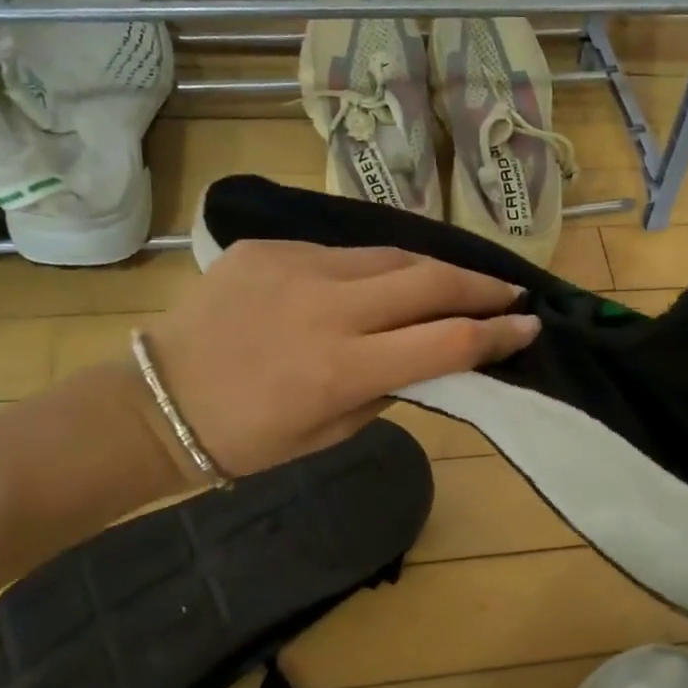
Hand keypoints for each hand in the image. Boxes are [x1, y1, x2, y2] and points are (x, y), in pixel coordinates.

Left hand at [138, 240, 540, 478]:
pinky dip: (373, 269)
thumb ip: (389, 388)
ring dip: (434, 270)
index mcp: (343, 368)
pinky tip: (379, 284)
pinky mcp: (270, 249)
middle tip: (510, 292)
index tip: (529, 326)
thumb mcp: (331, 431)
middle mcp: (327, 308)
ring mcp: (296, 269)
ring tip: (457, 283)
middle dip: (481, 286)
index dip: (498, 334)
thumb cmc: (250, 438)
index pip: (447, 342)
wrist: (158, 400)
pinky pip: (343, 254)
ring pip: (392, 256)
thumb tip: (431, 355)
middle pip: (430, 281)